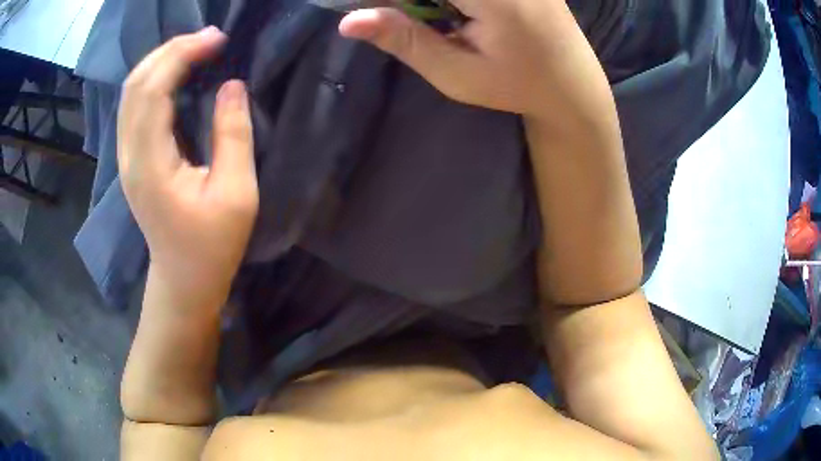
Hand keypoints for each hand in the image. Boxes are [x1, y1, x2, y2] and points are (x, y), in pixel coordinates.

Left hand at [118, 27, 257, 307]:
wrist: (184, 279)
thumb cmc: (212, 245)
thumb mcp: (237, 193)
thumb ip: (233, 134)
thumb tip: (231, 85)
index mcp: (150, 164)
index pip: (154, 90)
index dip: (182, 55)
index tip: (217, 40)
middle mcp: (129, 155)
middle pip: (135, 84)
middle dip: (170, 51)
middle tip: (209, 38)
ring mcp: (126, 157)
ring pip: (131, 92)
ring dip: (161, 62)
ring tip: (196, 48)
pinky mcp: (131, 159)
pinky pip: (135, 106)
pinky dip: (155, 80)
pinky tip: (177, 74)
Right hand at [339, 0, 616, 131]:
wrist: (574, 83)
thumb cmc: (517, 86)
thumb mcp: (458, 75)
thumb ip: (406, 41)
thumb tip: (348, 21)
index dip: (388, 0)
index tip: (371, 12)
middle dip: (411, 3)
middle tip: (410, 20)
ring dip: (429, 3)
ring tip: (449, 25)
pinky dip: (447, 1)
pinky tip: (455, 13)